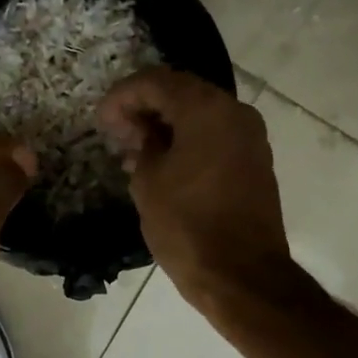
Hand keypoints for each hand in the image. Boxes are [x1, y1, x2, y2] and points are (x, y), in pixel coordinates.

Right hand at [97, 67, 293, 318]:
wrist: (242, 275)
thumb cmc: (188, 225)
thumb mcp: (148, 182)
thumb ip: (143, 145)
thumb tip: (146, 134)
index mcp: (206, 109)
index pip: (156, 82)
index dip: (122, 96)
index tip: (101, 120)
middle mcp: (235, 112)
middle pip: (182, 92)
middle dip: (145, 107)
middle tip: (116, 132)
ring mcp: (251, 137)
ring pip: (200, 114)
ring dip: (166, 124)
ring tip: (134, 150)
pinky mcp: (255, 161)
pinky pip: (216, 136)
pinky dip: (188, 139)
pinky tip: (163, 163)